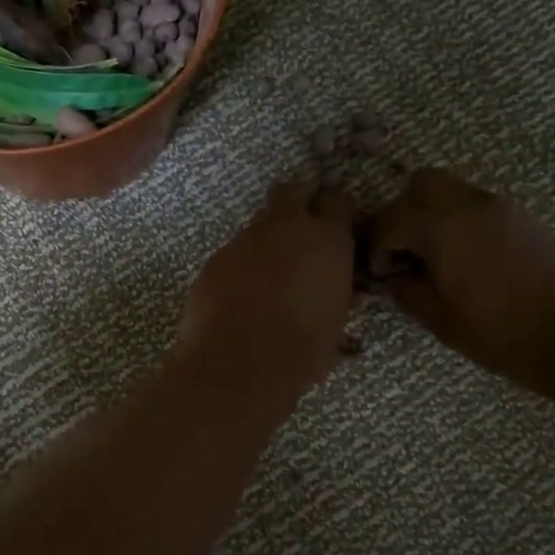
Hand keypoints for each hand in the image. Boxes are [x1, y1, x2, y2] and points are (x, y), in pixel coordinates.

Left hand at [179, 183, 357, 394]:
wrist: (238, 362)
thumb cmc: (302, 349)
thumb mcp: (335, 322)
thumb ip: (337, 295)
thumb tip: (338, 291)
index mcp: (327, 239)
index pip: (338, 202)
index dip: (336, 212)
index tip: (334, 226)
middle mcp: (286, 227)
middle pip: (291, 193)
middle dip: (295, 204)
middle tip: (297, 231)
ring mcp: (245, 239)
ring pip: (258, 225)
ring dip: (265, 240)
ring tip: (266, 273)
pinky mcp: (215, 257)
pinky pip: (233, 252)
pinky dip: (238, 265)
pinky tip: (238, 293)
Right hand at [369, 169, 554, 396]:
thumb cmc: (496, 331)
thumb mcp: (437, 318)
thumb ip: (404, 290)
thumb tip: (389, 279)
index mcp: (442, 226)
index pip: (390, 221)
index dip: (375, 248)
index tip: (377, 274)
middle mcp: (469, 204)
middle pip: (420, 185)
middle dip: (402, 213)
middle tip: (402, 250)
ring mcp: (499, 207)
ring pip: (450, 191)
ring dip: (431, 215)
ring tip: (432, 255)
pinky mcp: (520, 218)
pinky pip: (475, 205)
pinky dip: (458, 221)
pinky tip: (462, 258)